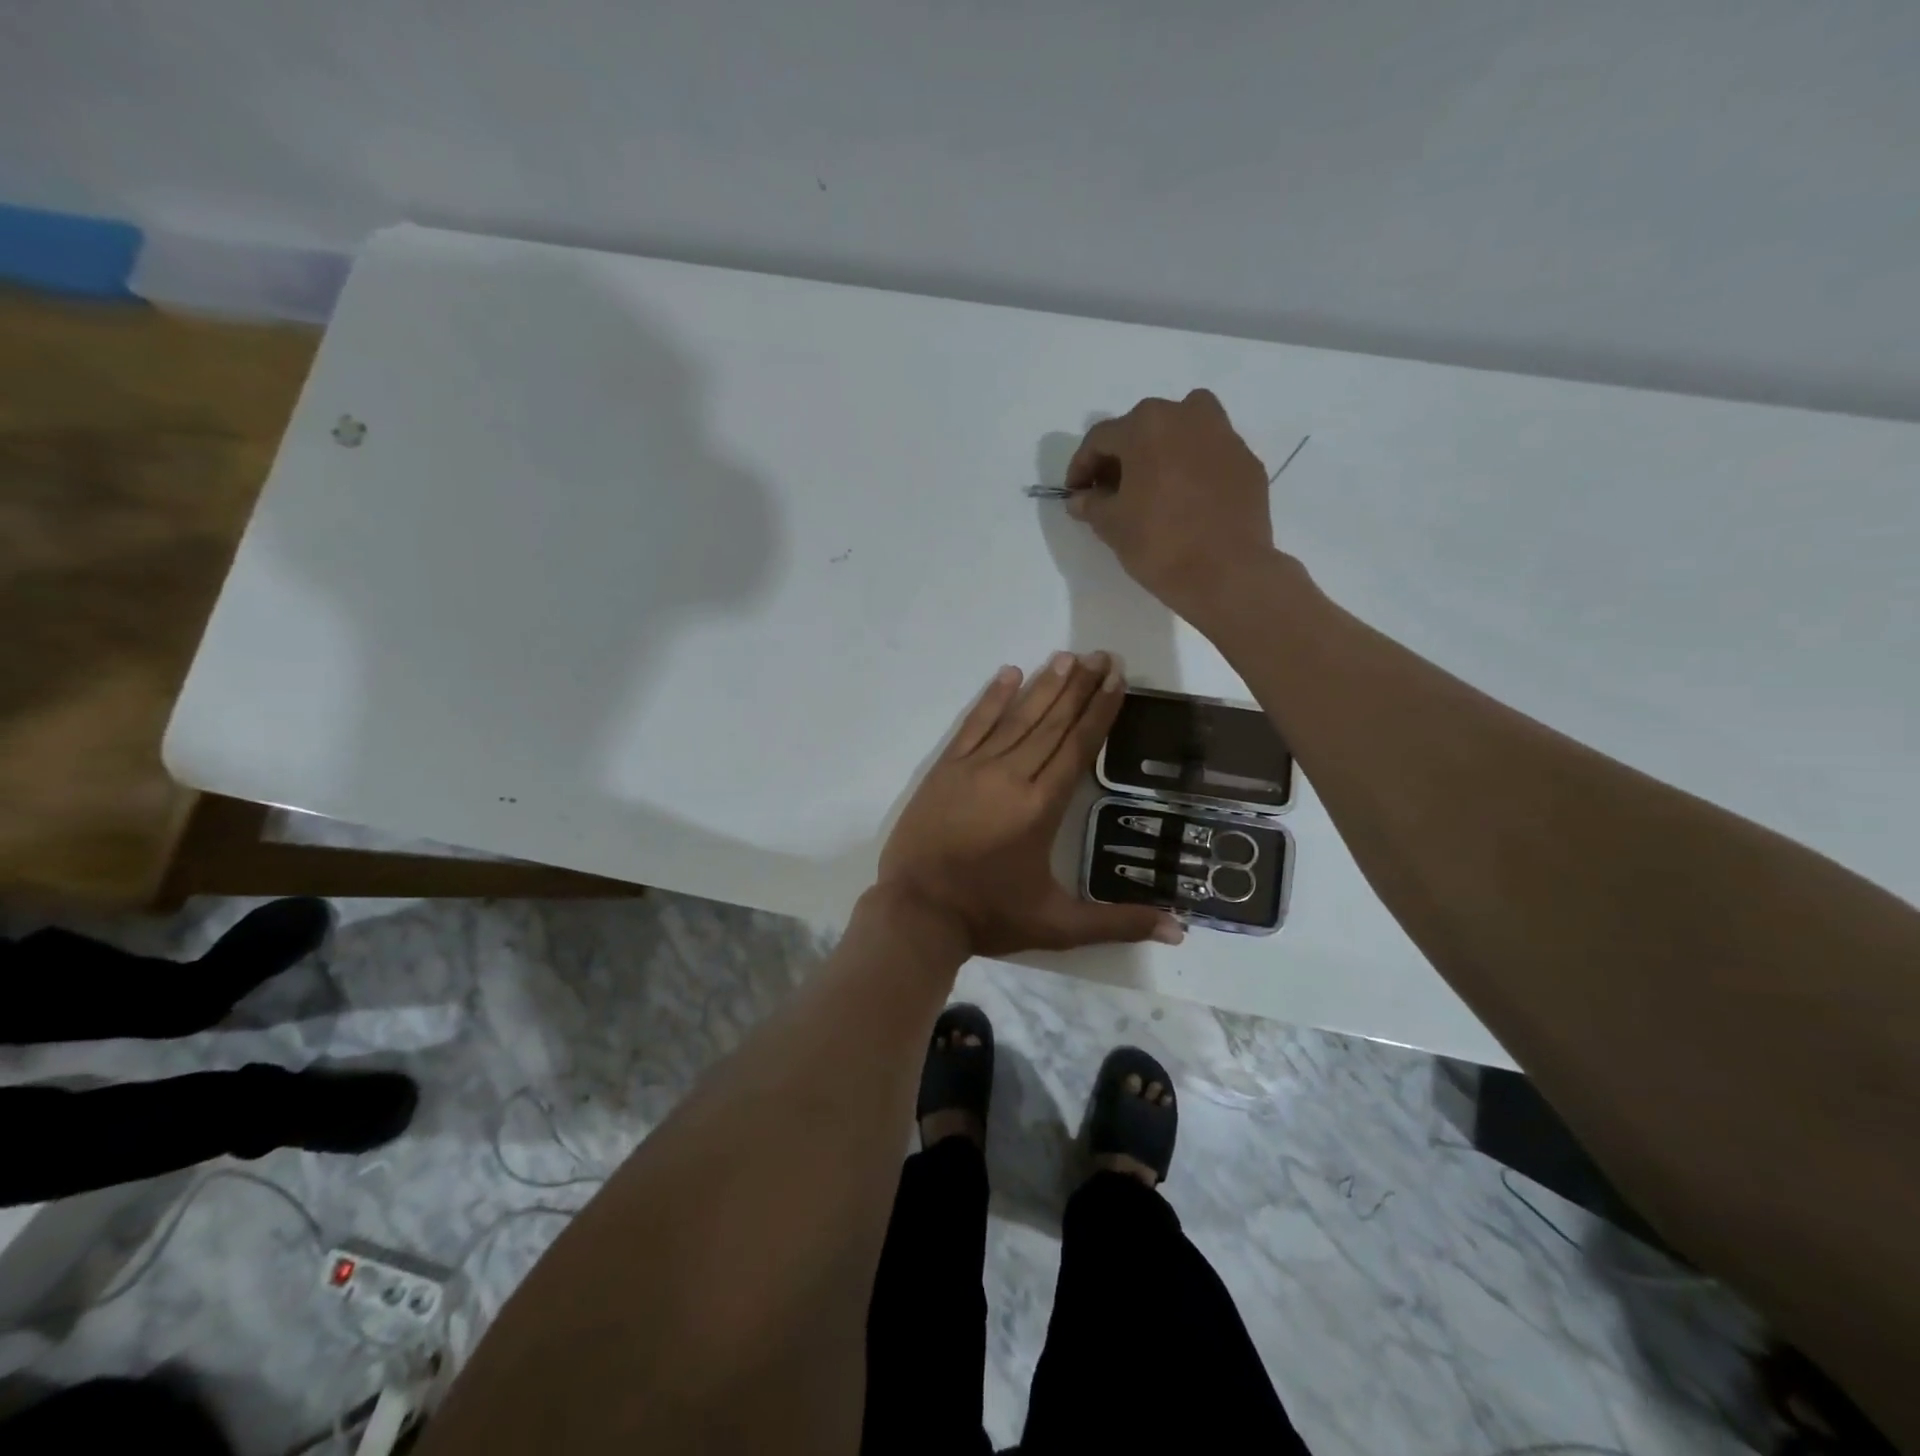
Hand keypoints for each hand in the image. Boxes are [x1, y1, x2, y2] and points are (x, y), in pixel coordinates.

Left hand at [876, 653, 1184, 957]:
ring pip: (1017, 718)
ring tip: (1067, 657)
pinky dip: (992, 699)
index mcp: (1041, 807)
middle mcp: (1011, 776)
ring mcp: (974, 768)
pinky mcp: (945, 769)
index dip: (1099, 711)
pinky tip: (1009, 674)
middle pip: (1052, 723)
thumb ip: (1117, 923)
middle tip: (1102, 655)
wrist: (917, 912)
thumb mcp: (1058, 926)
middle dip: (1080, 687)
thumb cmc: (989, 915)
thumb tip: (1178, 930)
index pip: (1078, 747)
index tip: (1116, 679)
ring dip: (1044, 686)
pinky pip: (973, 725)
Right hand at [1066, 389, 1277, 620]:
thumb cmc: (1159, 543)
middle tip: (1111, 492)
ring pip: (1183, 432)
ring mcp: (1224, 436)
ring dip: (1162, 453)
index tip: (1076, 494)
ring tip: (1152, 488)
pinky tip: (1186, 501)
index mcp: (1147, 425)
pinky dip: (1193, 469)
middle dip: (1122, 458)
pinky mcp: (1247, 462)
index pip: (1101, 439)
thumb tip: (1080, 498)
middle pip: (1143, 429)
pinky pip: (1210, 456)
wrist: (1227, 573)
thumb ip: (1091, 504)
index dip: (1082, 467)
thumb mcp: (1112, 525)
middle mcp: (1187, 416)